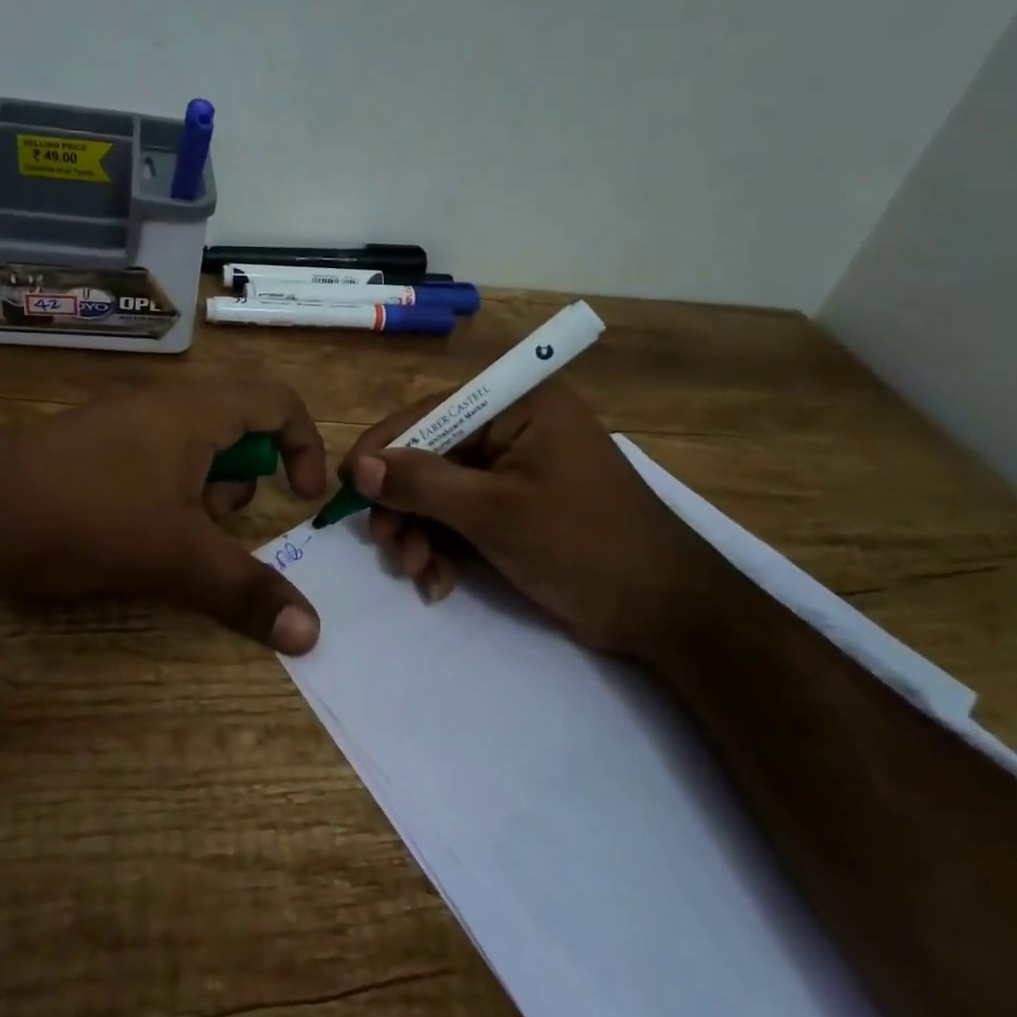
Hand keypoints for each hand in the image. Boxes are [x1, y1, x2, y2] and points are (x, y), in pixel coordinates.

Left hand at [0, 381, 327, 652]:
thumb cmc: (92, 518)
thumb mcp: (178, 557)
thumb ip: (247, 590)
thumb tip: (312, 634)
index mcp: (196, 410)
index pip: (279, 402)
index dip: (304, 446)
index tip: (301, 499)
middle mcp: (162, 403)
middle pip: (236, 428)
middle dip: (240, 483)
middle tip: (215, 525)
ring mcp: (121, 419)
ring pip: (192, 446)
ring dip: (200, 492)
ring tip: (170, 534)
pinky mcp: (90, 444)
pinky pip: (152, 456)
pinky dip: (163, 491)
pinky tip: (130, 529)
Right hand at [341, 383, 724, 655]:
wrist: (667, 612)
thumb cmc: (582, 545)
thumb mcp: (493, 512)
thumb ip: (422, 483)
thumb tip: (361, 467)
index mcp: (521, 404)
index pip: (433, 411)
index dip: (386, 447)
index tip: (348, 485)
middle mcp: (517, 426)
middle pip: (434, 454)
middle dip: (407, 505)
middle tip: (388, 546)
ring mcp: (519, 468)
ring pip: (445, 490)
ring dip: (423, 532)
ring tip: (417, 573)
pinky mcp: (521, 505)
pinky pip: (466, 514)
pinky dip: (447, 546)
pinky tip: (440, 581)